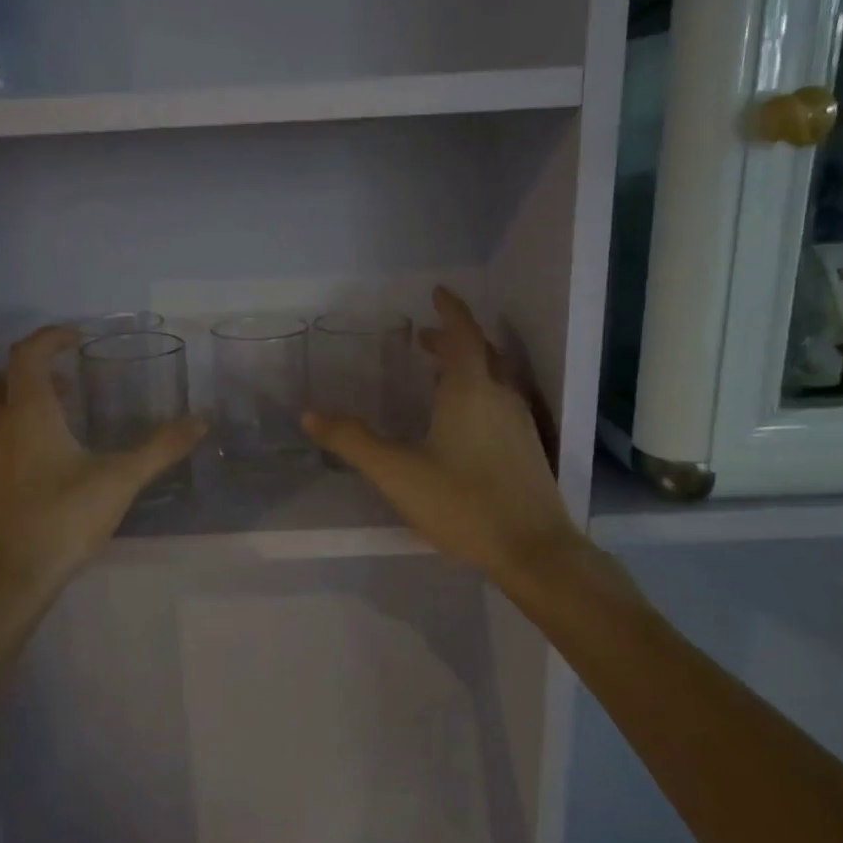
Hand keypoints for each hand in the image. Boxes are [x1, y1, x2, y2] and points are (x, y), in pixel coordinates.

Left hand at [0, 325, 205, 594]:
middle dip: (29, 373)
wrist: (3, 583)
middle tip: (65, 387)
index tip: (75, 339)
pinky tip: (25, 476)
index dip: (50, 337)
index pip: (28, 353)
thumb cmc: (63, 521)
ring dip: (13, 409)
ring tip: (50, 431)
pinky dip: (1, 446)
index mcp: (28, 414)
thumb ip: (161, 448)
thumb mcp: (120, 481)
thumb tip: (202, 420)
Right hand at [303, 288, 583, 594]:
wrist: (533, 550)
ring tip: (439, 373)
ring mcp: (519, 423)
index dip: (450, 311)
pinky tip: (464, 419)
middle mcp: (499, 397)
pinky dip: (479, 391)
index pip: (463, 335)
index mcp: (470, 391)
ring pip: (494, 378)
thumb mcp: (397, 472)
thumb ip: (353, 441)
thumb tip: (310, 414)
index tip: (438, 292)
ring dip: (467, 365)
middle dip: (453, 339)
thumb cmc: (462, 503)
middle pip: (481, 353)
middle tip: (424, 338)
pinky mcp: (527, 448)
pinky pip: (500, 401)